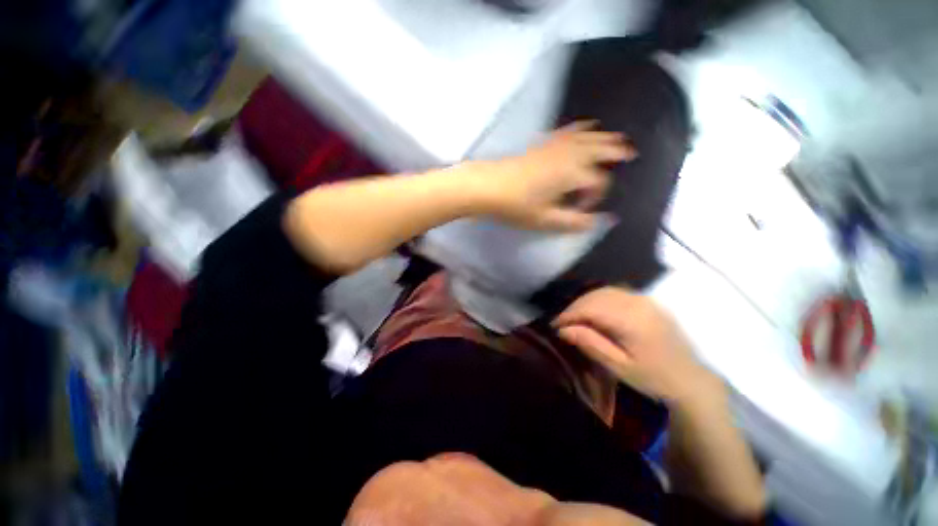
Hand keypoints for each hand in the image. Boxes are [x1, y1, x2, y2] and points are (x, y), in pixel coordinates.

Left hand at [480, 121, 635, 231]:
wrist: (488, 186)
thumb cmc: (516, 206)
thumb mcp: (546, 220)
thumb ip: (574, 221)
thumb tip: (600, 221)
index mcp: (572, 174)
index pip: (597, 182)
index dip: (595, 196)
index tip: (582, 209)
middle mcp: (568, 156)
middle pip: (599, 150)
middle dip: (615, 152)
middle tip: (631, 153)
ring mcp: (554, 147)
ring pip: (586, 137)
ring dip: (603, 137)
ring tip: (617, 137)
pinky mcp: (542, 144)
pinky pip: (567, 131)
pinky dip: (580, 128)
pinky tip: (585, 126)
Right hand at [552, 287, 723, 405]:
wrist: (690, 378)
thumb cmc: (653, 377)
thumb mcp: (619, 367)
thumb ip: (591, 344)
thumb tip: (563, 329)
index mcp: (631, 320)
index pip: (590, 309)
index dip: (568, 315)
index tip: (554, 325)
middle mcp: (637, 303)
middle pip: (595, 297)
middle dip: (574, 308)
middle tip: (562, 323)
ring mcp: (644, 299)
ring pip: (603, 291)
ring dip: (585, 302)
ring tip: (575, 317)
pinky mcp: (647, 300)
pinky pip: (615, 292)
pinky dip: (598, 299)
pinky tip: (594, 310)